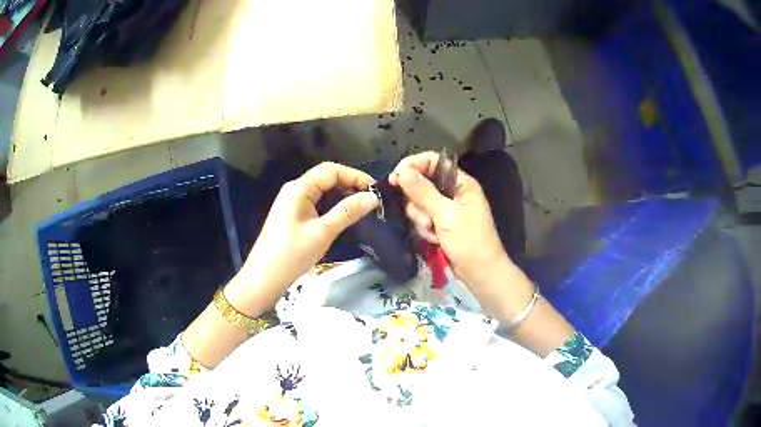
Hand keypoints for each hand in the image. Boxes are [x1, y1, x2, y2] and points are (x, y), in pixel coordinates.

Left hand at [227, 162, 378, 313]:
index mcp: (299, 188)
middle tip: (372, 200)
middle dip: (350, 184)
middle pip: (326, 178)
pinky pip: (316, 203)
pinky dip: (332, 206)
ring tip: (362, 208)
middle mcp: (295, 190)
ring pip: (322, 191)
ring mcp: (292, 203)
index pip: (331, 170)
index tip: (376, 189)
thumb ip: (347, 212)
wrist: (264, 279)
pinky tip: (344, 216)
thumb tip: (373, 197)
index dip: (355, 175)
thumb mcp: (323, 232)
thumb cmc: (291, 254)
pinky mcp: (293, 216)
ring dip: (342, 196)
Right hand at [390, 152, 532, 316]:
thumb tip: (401, 172)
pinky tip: (434, 240)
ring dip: (421, 219)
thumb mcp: (447, 216)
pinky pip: (421, 219)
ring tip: (433, 233)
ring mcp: (445, 209)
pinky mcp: (439, 224)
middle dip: (418, 202)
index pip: (432, 162)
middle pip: (421, 183)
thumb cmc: (470, 242)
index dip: (413, 166)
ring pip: (418, 204)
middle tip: (426, 219)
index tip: (395, 178)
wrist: (480, 273)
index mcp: (461, 183)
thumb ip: (424, 193)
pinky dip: (424, 229)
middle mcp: (452, 192)